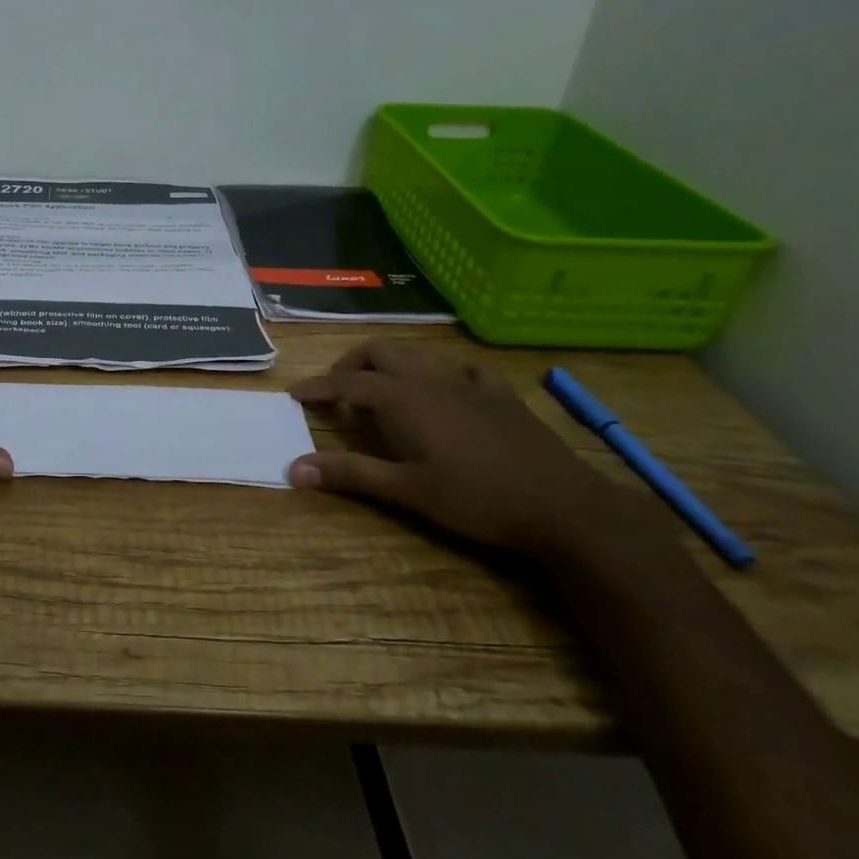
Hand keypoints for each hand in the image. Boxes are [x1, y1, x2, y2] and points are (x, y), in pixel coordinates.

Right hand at [288, 340, 676, 566]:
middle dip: (350, 363)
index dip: (318, 386)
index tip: (295, 394)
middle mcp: (432, 380)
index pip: (348, 382)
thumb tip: (293, 468)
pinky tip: (443, 390)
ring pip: (420, 353)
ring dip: (391, 362)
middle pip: (381, 351)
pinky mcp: (502, 395)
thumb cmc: (478, 500)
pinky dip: (440, 371)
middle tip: (336, 390)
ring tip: (380, 388)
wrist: (565, 507)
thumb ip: (351, 474)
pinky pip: (463, 368)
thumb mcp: (408, 491)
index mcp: (405, 399)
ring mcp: (471, 383)